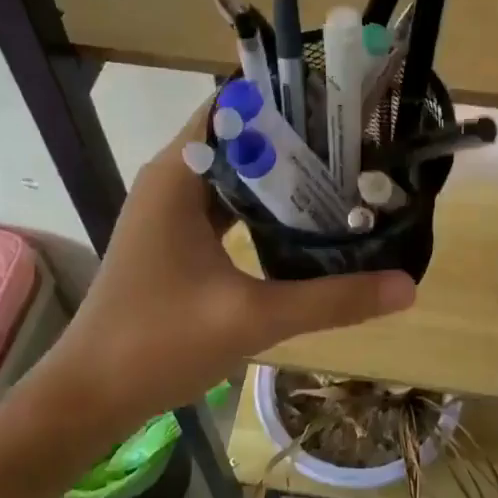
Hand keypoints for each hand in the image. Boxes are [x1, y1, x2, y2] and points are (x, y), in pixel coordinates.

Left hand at [37, 106, 415, 441]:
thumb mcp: (253, 318)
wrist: (89, 395)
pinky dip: (261, 207)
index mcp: (178, 175)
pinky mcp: (174, 240)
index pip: (234, 108)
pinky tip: (302, 221)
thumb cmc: (158, 343)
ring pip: (234, 175)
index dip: (287, 102)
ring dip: (280, 175)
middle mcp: (171, 180)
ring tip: (343, 175)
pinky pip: (224, 206)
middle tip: (358, 146)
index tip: (341, 108)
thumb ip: (332, 300)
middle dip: (295, 140)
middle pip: (239, 139)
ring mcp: (170, 211)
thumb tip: (407, 286)